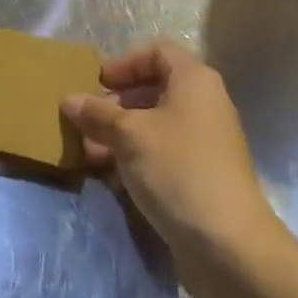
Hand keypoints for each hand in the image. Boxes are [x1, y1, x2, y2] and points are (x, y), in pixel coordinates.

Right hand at [61, 39, 276, 292]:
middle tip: (86, 121)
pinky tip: (109, 178)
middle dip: (115, 104)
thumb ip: (97, 114)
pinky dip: (135, 160)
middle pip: (153, 89)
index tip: (97, 83)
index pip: (157, 52)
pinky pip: (162, 155)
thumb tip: (69, 100)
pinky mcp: (200, 177)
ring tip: (88, 153)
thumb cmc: (178, 170)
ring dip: (119, 135)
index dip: (124, 62)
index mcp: (194, 80)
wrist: (228, 246)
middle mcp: (203, 105)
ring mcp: (204, 143)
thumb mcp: (129, 136)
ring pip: (154, 126)